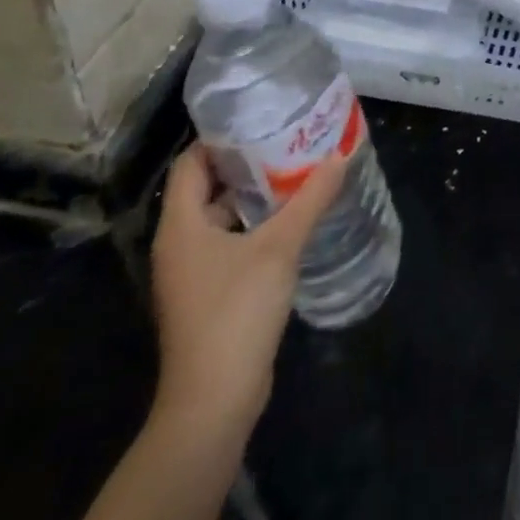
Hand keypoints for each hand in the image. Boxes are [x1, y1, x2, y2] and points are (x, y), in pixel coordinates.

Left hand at [148, 143, 345, 435]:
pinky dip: (257, 225)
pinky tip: (293, 218)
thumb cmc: (236, 311)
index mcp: (181, 226)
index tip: (261, 117)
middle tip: (289, 138)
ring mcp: (193, 272)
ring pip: (222, 217)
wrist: (214, 402)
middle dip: (247, 162)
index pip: (191, 162)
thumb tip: (339, 155)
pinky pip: (231, 243)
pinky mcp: (209, 294)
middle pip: (208, 187)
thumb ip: (311, 198)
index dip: (221, 137)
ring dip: (256, 195)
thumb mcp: (280, 246)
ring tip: (299, 171)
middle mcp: (180, 244)